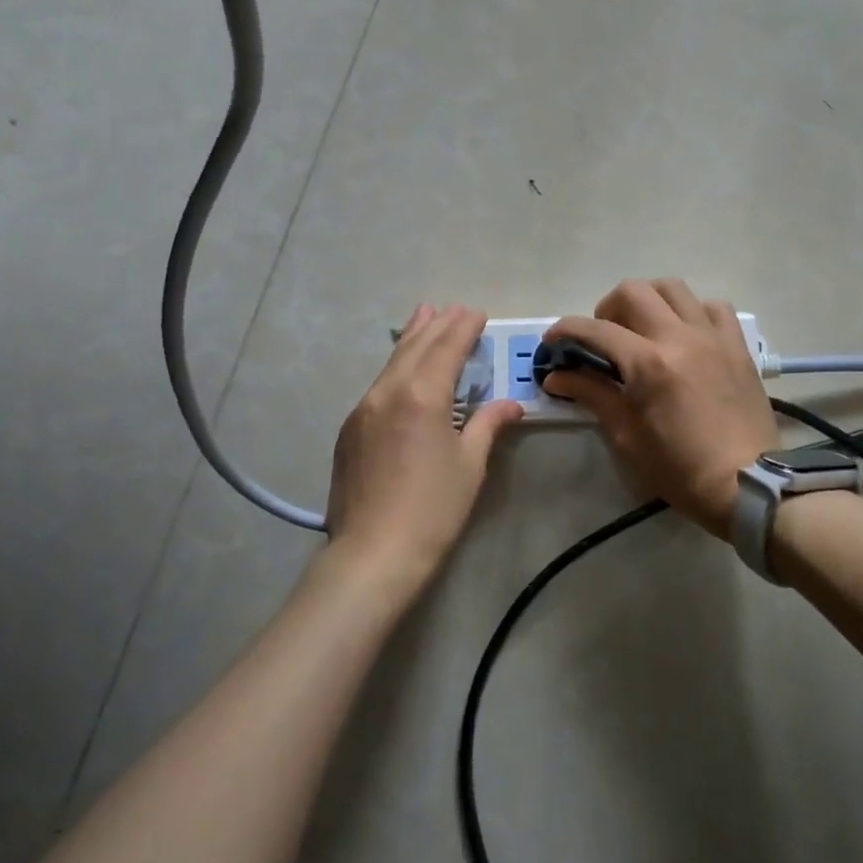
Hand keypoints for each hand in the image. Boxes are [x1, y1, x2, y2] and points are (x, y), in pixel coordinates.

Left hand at [325, 304, 523, 597]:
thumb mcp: (470, 465)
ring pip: (391, 362)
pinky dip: (396, 366)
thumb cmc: (433, 509)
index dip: (464, 328)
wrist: (373, 553)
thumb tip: (512, 404)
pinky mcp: (350, 429)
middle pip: (415, 347)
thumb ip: (489, 425)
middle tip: (455, 308)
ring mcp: (363, 409)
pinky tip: (402, 369)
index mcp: (422, 395)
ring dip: (412, 338)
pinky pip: (378, 384)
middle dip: (437, 325)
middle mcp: (388, 391)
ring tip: (424, 316)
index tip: (477, 313)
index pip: (446, 348)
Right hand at [544, 280, 777, 539]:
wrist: (749, 485)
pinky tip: (684, 334)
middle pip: (633, 291)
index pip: (595, 329)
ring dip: (648, 300)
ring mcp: (713, 336)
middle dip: (607, 308)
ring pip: (673, 288)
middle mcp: (680, 337)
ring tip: (642, 329)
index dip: (565, 331)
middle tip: (603, 337)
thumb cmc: (681, 469)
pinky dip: (691, 311)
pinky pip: (712, 307)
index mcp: (649, 364)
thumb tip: (557, 376)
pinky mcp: (737, 345)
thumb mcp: (627, 437)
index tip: (553, 342)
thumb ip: (592, 395)